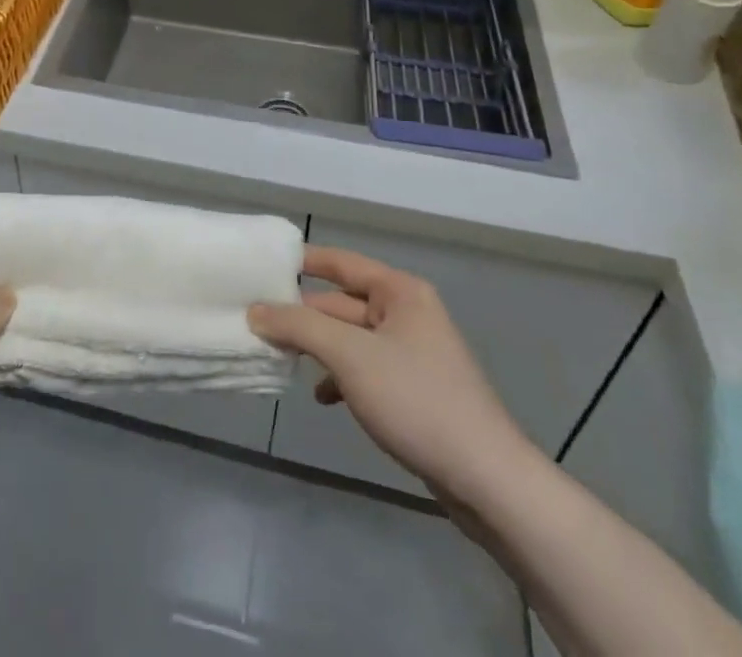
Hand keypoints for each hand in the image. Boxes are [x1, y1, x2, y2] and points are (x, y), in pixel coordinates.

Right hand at [248, 246, 541, 508]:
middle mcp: (408, 313)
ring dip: (319, 349)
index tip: (264, 263)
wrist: (486, 480)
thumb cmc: (415, 400)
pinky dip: (341, 377)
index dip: (304, 260)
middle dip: (304, 315)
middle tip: (258, 322)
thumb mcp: (349, 356)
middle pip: (342, 304)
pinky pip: (366, 369)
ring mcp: (413, 353)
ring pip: (352, 339)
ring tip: (281, 360)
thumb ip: (298, 327)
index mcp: (400, 292)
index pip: (341, 262)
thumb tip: (256, 311)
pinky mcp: (415, 390)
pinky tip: (323, 398)